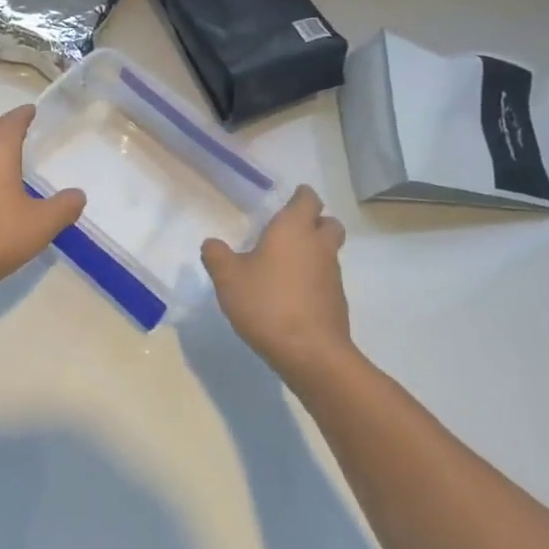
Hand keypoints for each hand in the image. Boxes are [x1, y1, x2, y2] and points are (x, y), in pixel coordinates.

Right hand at [202, 185, 353, 384]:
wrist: (310, 352)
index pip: (307, 199)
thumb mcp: (228, 278)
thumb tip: (212, 244)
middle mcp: (318, 246)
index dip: (301, 196)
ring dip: (313, 252)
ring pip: (328, 252)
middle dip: (315, 221)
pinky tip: (290, 294)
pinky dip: (313, 279)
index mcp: (293, 229)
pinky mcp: (336, 302)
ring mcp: (332, 275)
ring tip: (283, 264)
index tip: (290, 197)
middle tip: (291, 229)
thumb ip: (217, 256)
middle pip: (328, 223)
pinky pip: (326, 279)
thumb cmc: (266, 303)